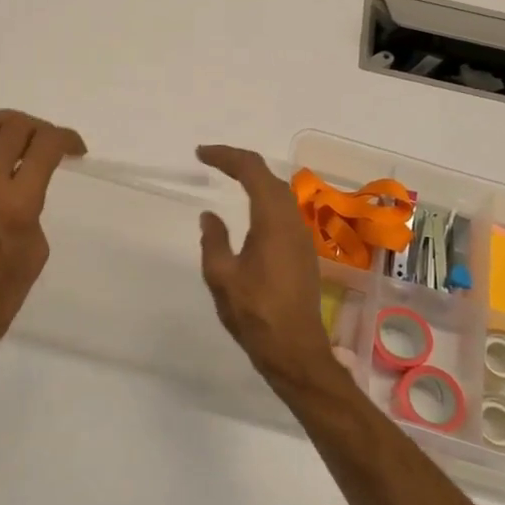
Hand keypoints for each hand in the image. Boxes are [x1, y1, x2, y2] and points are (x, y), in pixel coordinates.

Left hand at [0, 103, 86, 373]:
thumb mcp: (35, 253)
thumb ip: (32, 209)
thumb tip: (23, 187)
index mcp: (18, 205)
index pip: (45, 148)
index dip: (66, 138)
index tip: (75, 148)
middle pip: (14, 130)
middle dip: (38, 127)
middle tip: (47, 142)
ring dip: (4, 120)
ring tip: (18, 127)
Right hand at [196, 144, 333, 383]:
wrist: (294, 350)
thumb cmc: (255, 313)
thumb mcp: (221, 276)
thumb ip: (213, 240)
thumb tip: (210, 216)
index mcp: (272, 220)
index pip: (252, 170)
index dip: (226, 156)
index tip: (201, 154)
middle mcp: (292, 221)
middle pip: (268, 176)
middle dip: (240, 163)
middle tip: (211, 161)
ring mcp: (301, 237)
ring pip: (279, 193)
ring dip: (254, 180)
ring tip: (228, 178)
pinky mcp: (303, 252)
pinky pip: (283, 211)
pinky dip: (263, 199)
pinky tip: (249, 212)